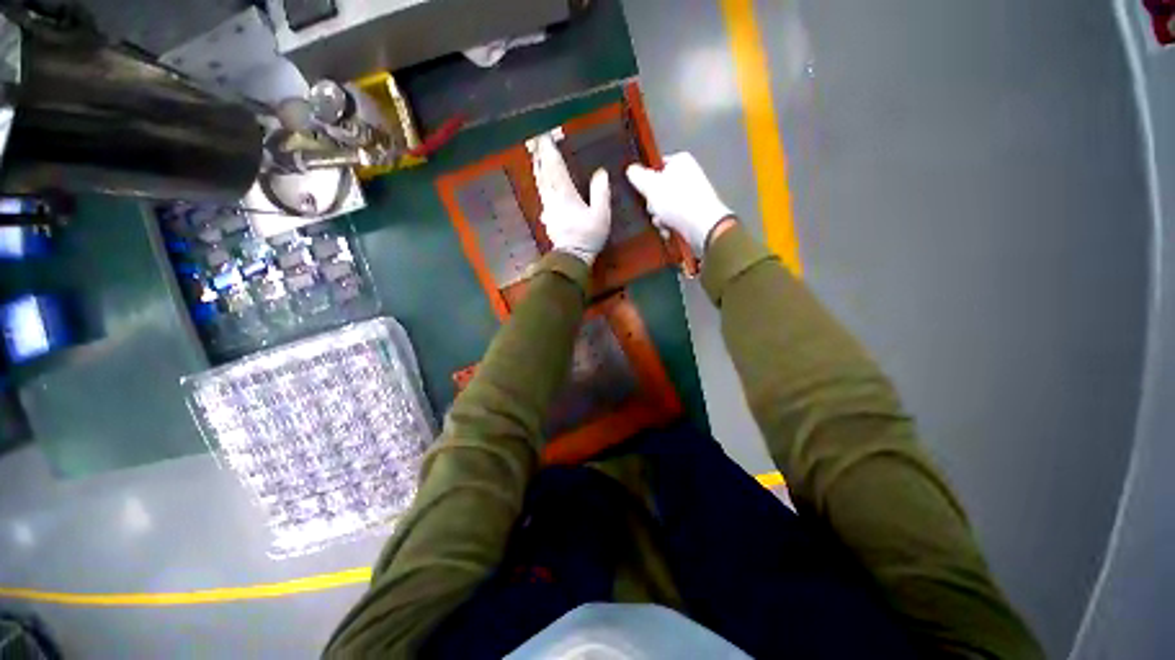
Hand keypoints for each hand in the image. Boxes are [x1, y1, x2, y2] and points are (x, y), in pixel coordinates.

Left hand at [532, 134, 610, 265]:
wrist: (572, 257)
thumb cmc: (588, 236)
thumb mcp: (600, 215)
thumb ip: (600, 193)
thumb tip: (601, 173)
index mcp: (565, 195)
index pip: (556, 168)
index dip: (550, 152)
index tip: (545, 137)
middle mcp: (552, 199)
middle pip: (543, 174)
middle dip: (540, 157)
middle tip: (536, 143)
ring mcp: (548, 209)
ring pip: (540, 185)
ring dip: (538, 170)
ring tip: (537, 159)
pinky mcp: (547, 219)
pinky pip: (542, 196)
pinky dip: (541, 186)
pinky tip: (542, 187)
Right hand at [626, 153, 734, 254]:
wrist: (703, 226)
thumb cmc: (676, 202)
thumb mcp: (650, 186)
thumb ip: (638, 176)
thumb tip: (631, 170)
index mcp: (680, 161)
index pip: (656, 167)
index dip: (646, 181)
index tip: (642, 193)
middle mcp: (689, 174)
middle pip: (659, 189)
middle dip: (653, 204)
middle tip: (654, 210)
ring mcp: (693, 194)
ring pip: (666, 206)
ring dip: (660, 217)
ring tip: (662, 223)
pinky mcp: (695, 212)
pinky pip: (675, 217)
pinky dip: (669, 224)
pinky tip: (668, 230)